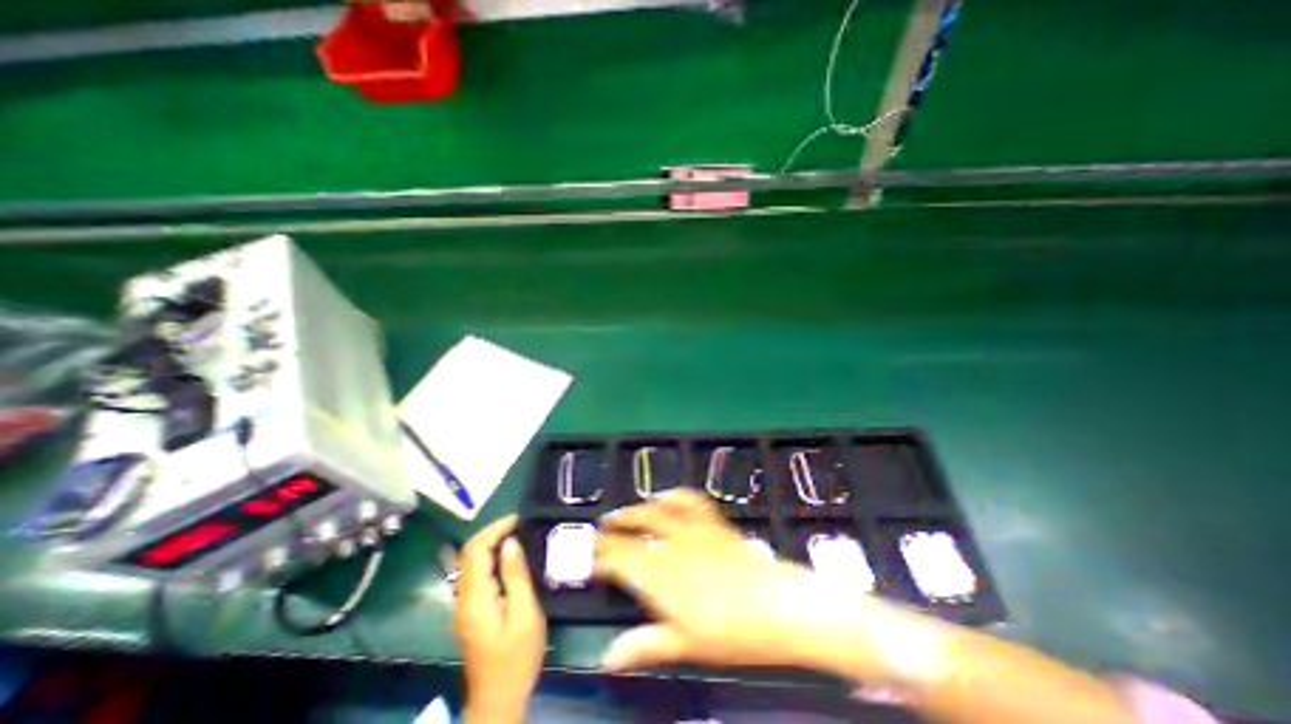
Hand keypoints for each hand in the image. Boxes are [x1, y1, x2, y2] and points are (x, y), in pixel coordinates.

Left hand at [451, 515, 546, 723]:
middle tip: (516, 523)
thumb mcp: (524, 613)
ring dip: (488, 543)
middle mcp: (462, 598)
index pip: (475, 551)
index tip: (517, 519)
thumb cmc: (517, 656)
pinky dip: (488, 557)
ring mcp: (463, 605)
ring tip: (514, 533)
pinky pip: (474, 574)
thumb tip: (510, 543)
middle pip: (467, 553)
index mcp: (475, 598)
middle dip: (490, 532)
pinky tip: (506, 556)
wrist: (499, 697)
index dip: (494, 529)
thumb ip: (516, 575)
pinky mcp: (469, 611)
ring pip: (469, 562)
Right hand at [599, 488, 864, 675]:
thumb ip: (645, 645)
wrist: (778, 606)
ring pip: (656, 511)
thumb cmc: (731, 632)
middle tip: (600, 530)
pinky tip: (666, 496)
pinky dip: (674, 495)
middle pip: (634, 529)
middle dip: (613, 529)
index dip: (602, 559)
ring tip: (624, 512)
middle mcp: (671, 544)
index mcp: (660, 573)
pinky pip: (690, 500)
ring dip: (636, 509)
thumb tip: (607, 657)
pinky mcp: (713, 522)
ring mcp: (693, 529)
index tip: (591, 561)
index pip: (620, 559)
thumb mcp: (686, 645)